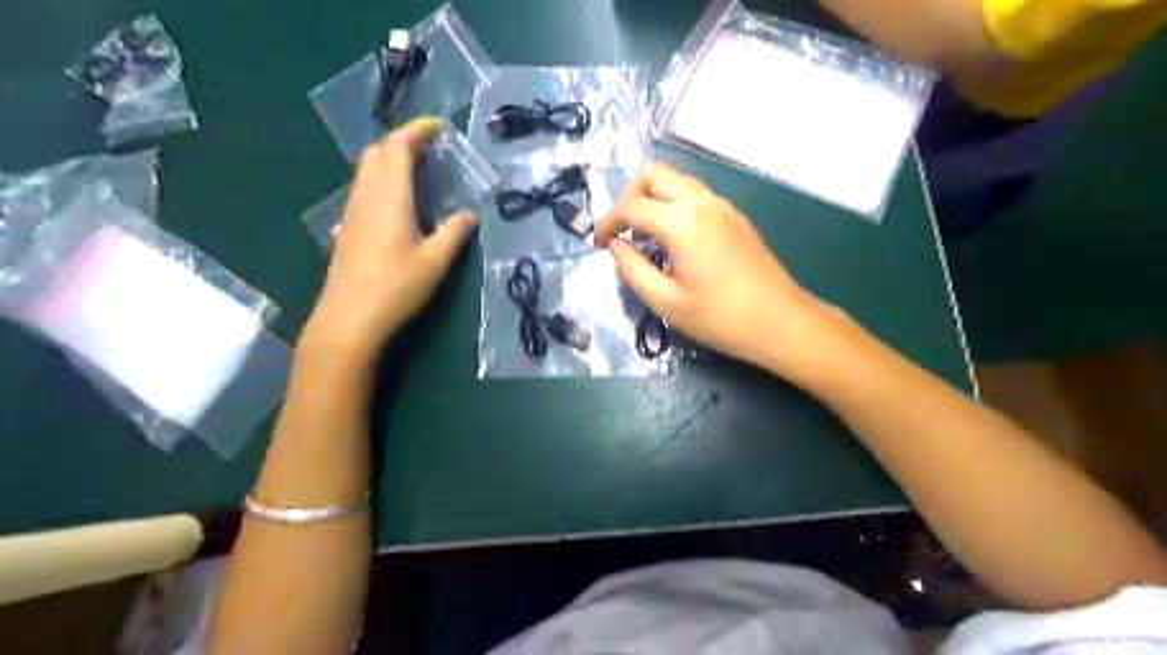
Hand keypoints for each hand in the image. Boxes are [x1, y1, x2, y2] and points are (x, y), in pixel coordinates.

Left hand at [304, 118, 482, 361]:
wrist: (349, 320)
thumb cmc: (395, 288)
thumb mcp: (435, 262)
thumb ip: (455, 233)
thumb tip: (471, 214)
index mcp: (389, 198)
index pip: (397, 148)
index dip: (416, 130)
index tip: (438, 127)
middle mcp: (366, 197)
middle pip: (376, 153)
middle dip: (402, 140)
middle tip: (430, 146)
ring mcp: (351, 212)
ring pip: (366, 170)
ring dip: (389, 158)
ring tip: (417, 168)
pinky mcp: (347, 228)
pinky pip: (362, 188)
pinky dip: (381, 178)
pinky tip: (395, 200)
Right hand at [596, 163, 832, 374]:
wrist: (780, 322)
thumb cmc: (720, 318)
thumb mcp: (666, 302)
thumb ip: (633, 269)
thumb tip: (617, 246)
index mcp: (682, 222)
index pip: (631, 205)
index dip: (608, 222)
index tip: (599, 244)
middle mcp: (702, 202)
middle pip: (654, 175)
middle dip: (630, 197)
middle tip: (624, 230)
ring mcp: (723, 205)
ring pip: (677, 180)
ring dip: (654, 198)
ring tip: (646, 234)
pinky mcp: (735, 216)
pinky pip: (696, 194)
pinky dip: (675, 204)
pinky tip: (674, 238)